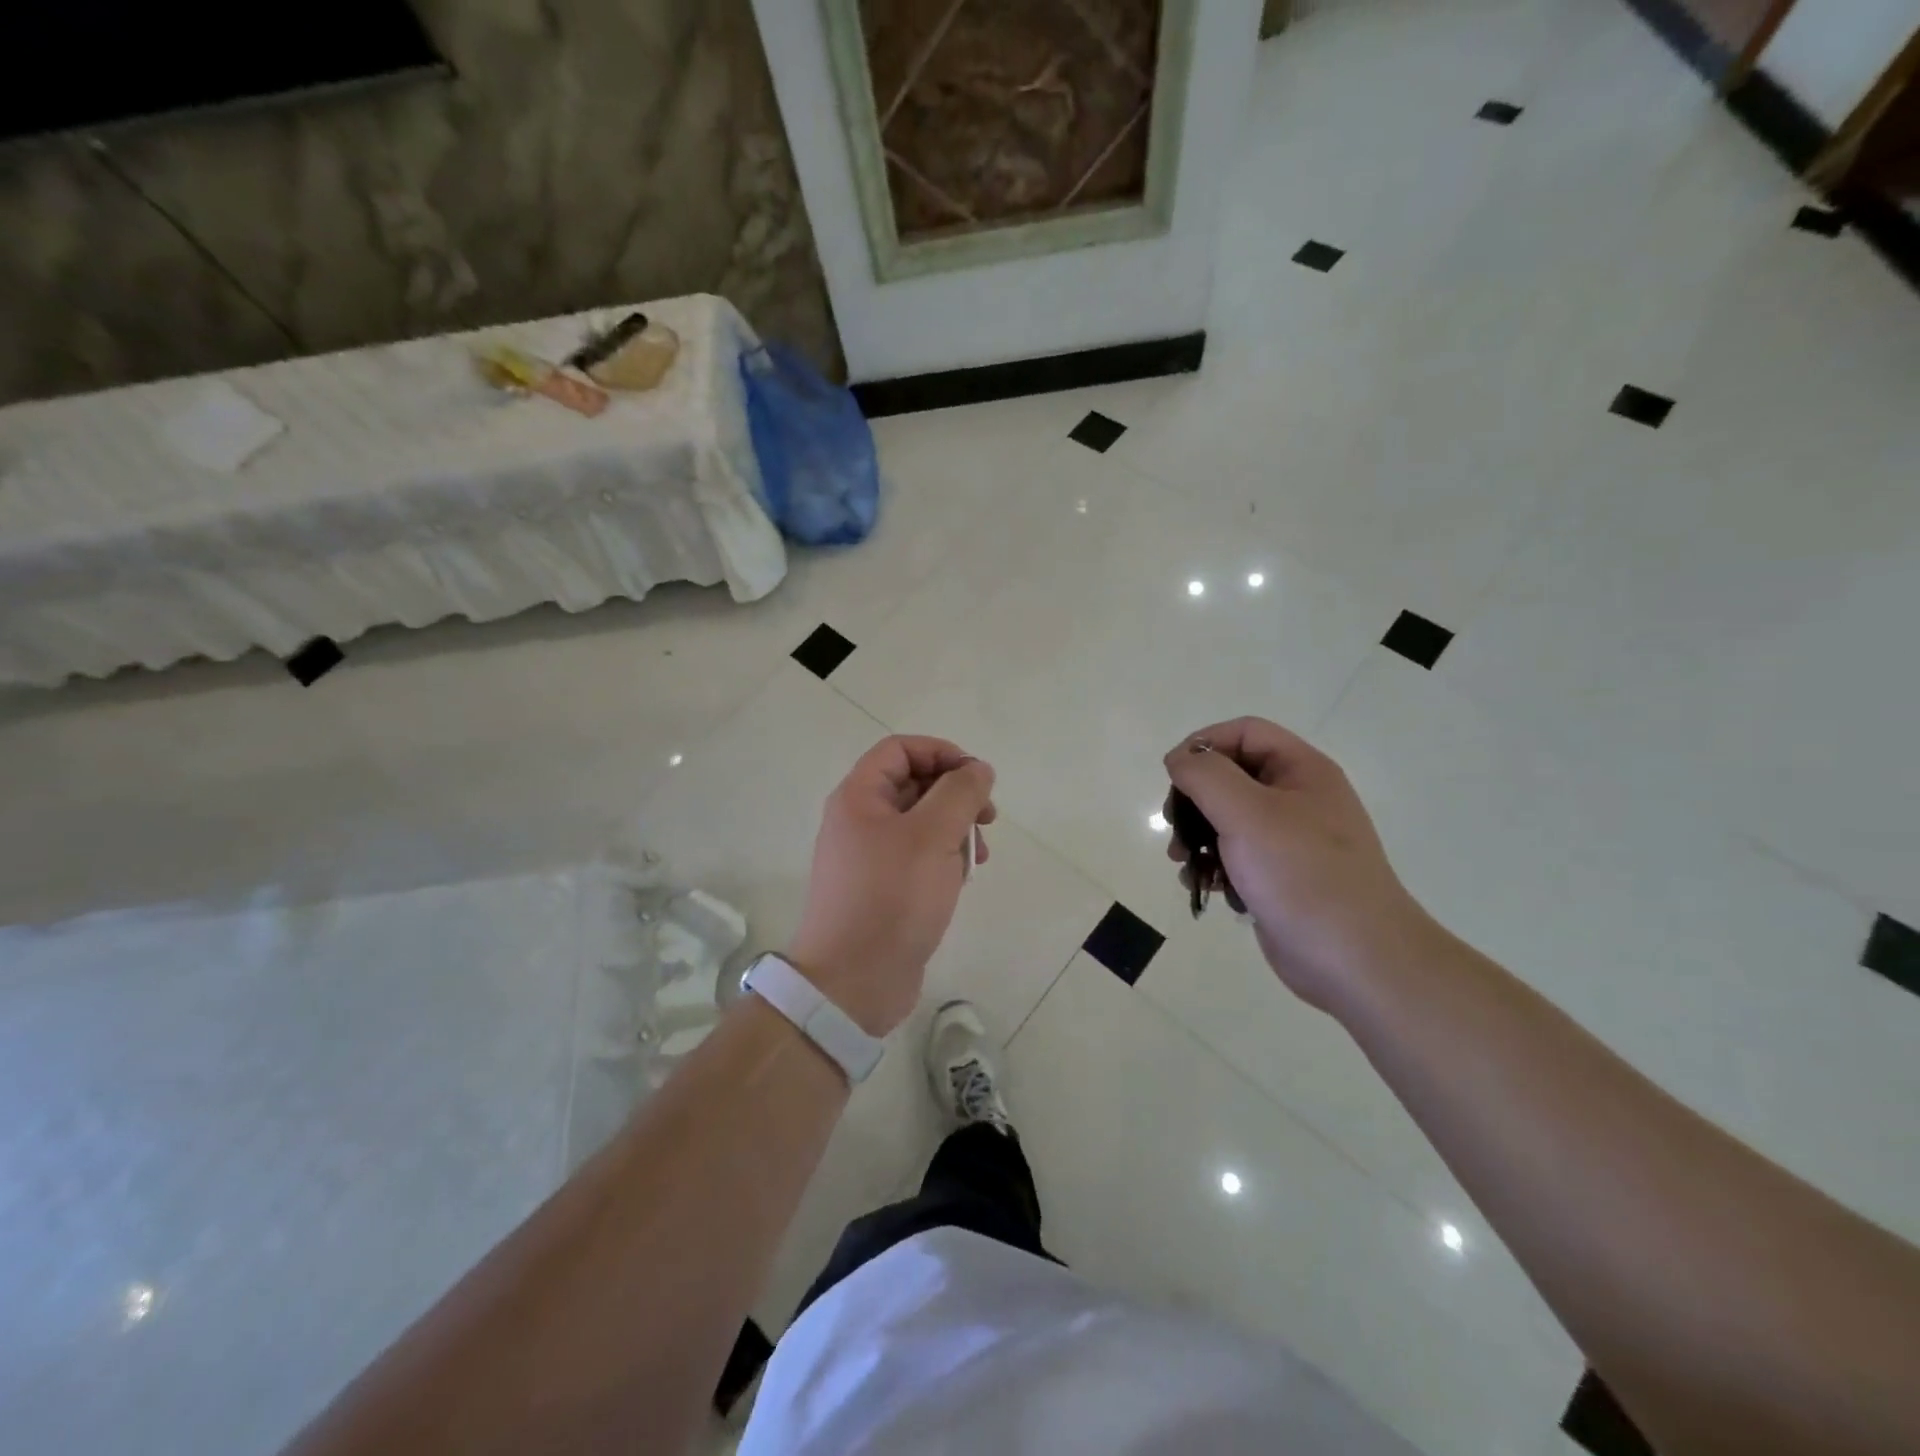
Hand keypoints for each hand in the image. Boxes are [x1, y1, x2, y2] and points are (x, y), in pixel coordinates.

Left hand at [786, 736, 997, 1035]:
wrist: (853, 982)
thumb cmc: (892, 898)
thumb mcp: (933, 836)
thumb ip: (960, 793)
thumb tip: (978, 768)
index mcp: (859, 797)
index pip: (900, 750)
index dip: (942, 753)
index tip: (978, 778)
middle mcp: (860, 820)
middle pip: (913, 784)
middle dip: (956, 795)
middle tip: (988, 818)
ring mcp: (870, 857)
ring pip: (921, 823)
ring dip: (956, 830)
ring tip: (980, 856)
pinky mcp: (883, 889)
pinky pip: (918, 857)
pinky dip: (944, 859)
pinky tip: (962, 881)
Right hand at [1163, 717, 1429, 1009]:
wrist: (1356, 960)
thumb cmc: (1301, 875)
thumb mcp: (1247, 813)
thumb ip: (1206, 775)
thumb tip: (1180, 760)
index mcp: (1302, 771)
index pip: (1244, 732)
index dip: (1203, 745)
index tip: (1173, 777)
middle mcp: (1298, 798)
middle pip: (1231, 776)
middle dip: (1194, 799)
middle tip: (1174, 826)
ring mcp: (1290, 840)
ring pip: (1228, 819)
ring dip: (1196, 835)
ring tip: (1182, 862)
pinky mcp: (1280, 877)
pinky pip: (1236, 856)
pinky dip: (1213, 866)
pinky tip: (1204, 887)